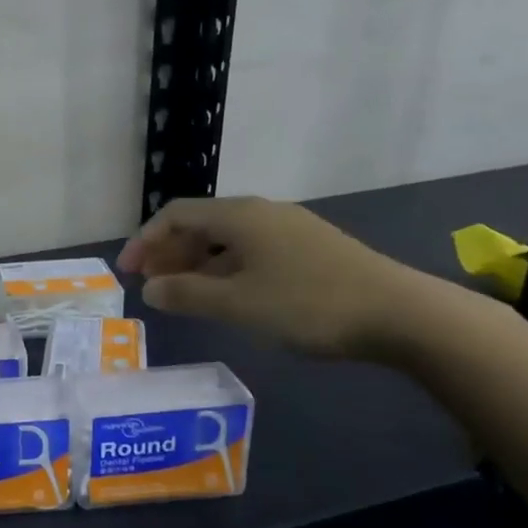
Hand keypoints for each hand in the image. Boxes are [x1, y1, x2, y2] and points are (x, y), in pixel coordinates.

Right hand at [117, 196, 442, 359]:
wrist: (400, 314)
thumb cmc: (307, 304)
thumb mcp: (237, 304)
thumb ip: (186, 295)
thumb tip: (150, 289)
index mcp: (239, 216)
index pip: (176, 214)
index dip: (144, 240)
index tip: (128, 273)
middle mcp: (261, 213)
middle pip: (200, 223)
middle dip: (168, 252)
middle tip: (151, 285)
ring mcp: (289, 229)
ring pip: (226, 239)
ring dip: (196, 263)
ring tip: (183, 294)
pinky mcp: (309, 249)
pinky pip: (250, 251)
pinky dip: (224, 268)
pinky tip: (227, 295)